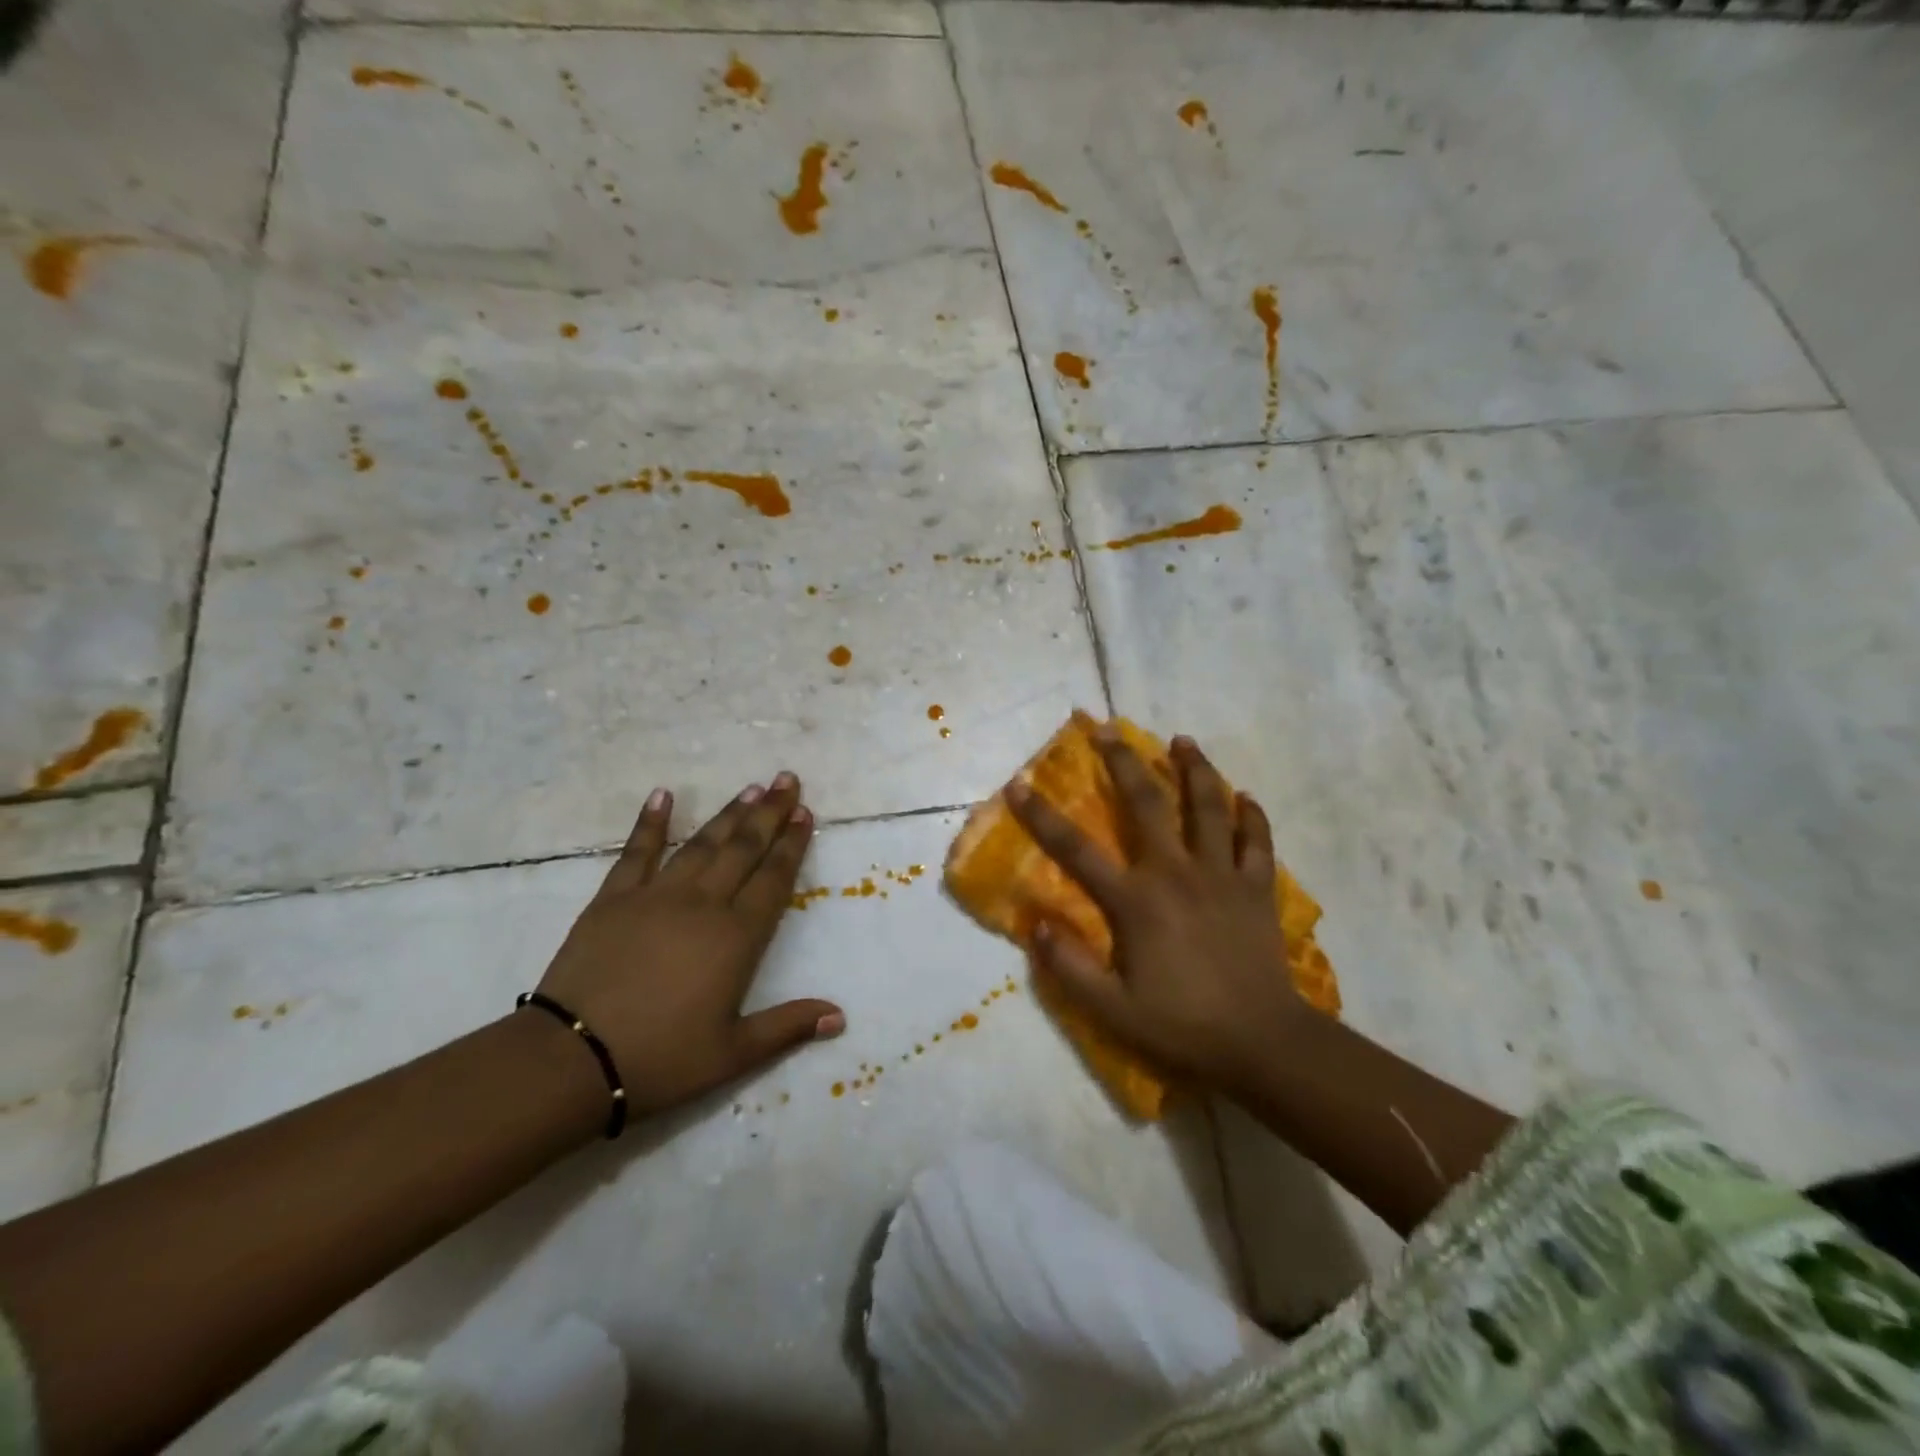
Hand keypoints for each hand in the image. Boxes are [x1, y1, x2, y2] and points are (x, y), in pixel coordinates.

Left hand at [535, 773, 844, 1115]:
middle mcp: (702, 904)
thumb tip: (839, 1016)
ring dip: (728, 813)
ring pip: (701, 844)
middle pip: (743, 849)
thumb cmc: (661, 1059)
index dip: (792, 844)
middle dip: (769, 812)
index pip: (774, 878)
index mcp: (736, 937)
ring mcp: (655, 896)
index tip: (806, 814)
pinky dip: (651, 822)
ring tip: (750, 787)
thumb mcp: (733, 1054)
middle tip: (787, 780)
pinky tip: (663, 795)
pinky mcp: (613, 899)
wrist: (572, 1060)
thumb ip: (788, 1026)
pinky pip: (637, 852)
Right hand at [1006, 730, 1309, 1093]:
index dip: (1043, 816)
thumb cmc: (1183, 1025)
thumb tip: (1035, 926)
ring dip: (1194, 769)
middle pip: (1148, 803)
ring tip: (1182, 741)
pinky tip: (1245, 796)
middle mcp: (1177, 873)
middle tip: (1107, 729)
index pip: (1077, 850)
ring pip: (1208, 807)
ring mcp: (1222, 875)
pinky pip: (1257, 840)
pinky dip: (1251, 815)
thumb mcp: (1112, 1010)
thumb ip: (1070, 968)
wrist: (1263, 1043)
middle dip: (1123, 762)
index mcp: (1137, 900)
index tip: (1019, 784)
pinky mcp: (1257, 888)